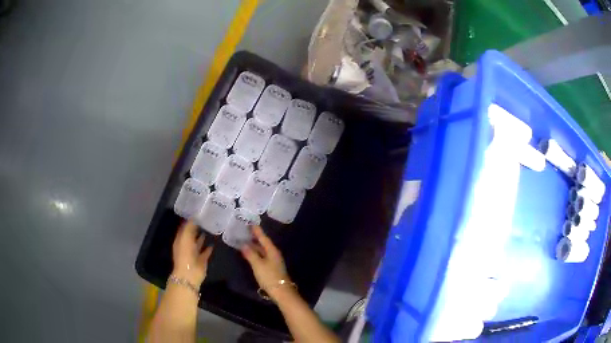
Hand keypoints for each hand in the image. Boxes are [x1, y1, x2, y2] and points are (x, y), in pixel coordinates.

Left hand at [172, 221, 212, 286]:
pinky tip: (213, 243)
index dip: (189, 221)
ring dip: (202, 238)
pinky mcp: (202, 260)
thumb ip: (189, 227)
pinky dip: (208, 248)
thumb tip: (194, 217)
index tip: (197, 213)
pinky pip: (205, 252)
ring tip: (209, 229)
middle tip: (205, 219)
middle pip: (191, 235)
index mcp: (180, 240)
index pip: (184, 228)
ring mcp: (194, 253)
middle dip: (196, 228)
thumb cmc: (185, 254)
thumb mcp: (185, 237)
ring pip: (198, 243)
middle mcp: (186, 246)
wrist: (190, 273)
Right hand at [241, 226, 291, 299]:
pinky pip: (263, 256)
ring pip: (263, 250)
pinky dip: (256, 253)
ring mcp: (273, 261)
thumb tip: (243, 244)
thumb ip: (250, 254)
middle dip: (255, 237)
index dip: (257, 231)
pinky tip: (250, 254)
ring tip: (245, 240)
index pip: (264, 238)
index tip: (251, 223)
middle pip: (264, 243)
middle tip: (246, 231)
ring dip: (255, 246)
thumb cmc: (269, 276)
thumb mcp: (258, 265)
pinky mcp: (272, 268)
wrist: (281, 291)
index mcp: (272, 251)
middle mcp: (274, 254)